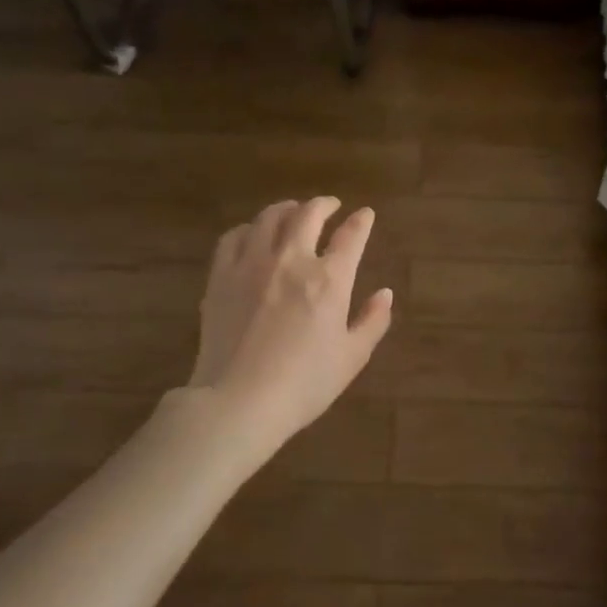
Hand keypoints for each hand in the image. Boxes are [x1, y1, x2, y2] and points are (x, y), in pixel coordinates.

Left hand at [187, 198, 394, 444]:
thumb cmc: (304, 384)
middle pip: (308, 215)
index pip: (350, 236)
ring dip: (286, 209)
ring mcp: (251, 265)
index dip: (361, 221)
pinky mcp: (220, 277)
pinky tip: (252, 235)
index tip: (365, 214)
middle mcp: (291, 261)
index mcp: (329, 280)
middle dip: (323, 205)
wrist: (239, 401)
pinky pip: (233, 237)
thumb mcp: (352, 357)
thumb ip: (373, 321)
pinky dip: (248, 229)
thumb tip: (385, 294)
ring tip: (293, 212)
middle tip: (330, 205)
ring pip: (268, 218)